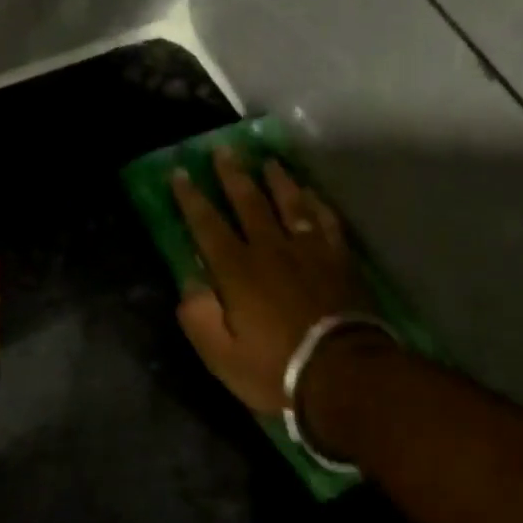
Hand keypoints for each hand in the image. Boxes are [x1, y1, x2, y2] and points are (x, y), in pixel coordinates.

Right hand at [170, 148, 372, 415]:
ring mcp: (309, 251)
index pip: (207, 225)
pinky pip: (326, 221)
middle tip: (223, 149)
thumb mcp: (220, 355)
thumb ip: (199, 316)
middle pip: (249, 203)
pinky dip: (316, 204)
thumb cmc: (274, 368)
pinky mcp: (339, 259)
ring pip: (290, 204)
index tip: (180, 173)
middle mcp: (271, 249)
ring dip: (276, 180)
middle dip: (232, 175)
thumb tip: (190, 283)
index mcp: (237, 271)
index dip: (191, 199)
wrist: (342, 373)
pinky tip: (311, 195)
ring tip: (268, 161)